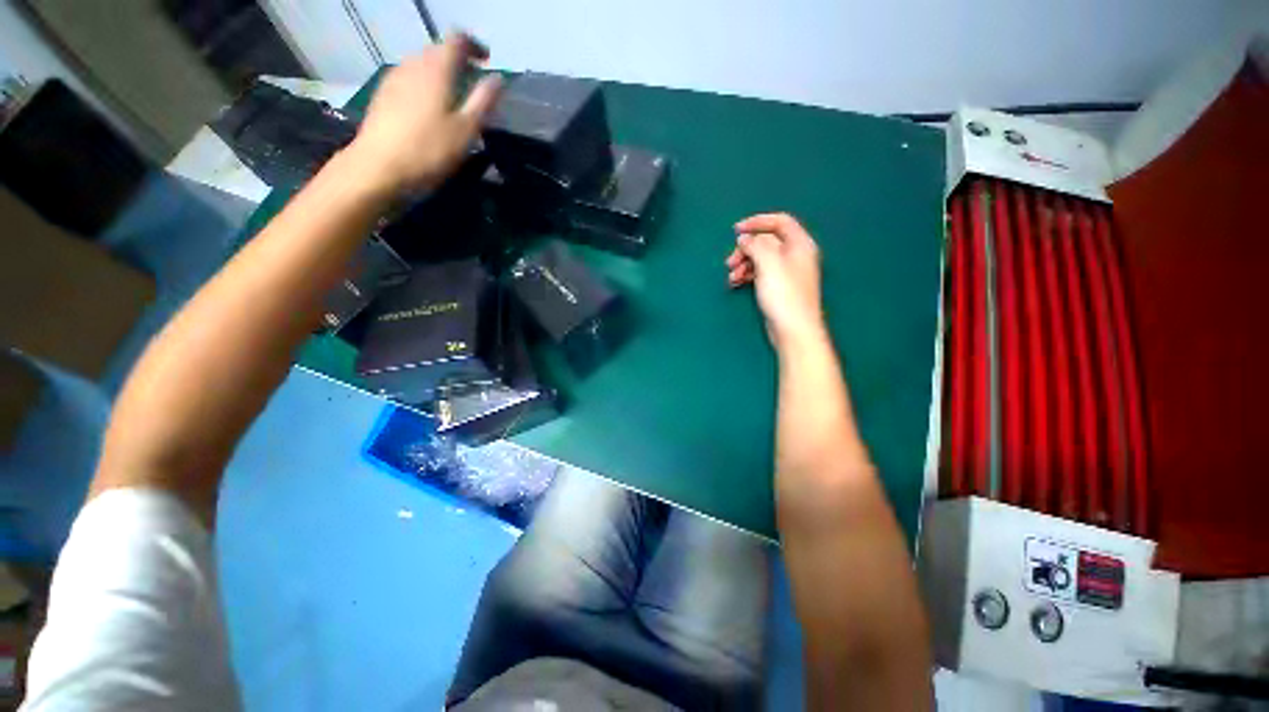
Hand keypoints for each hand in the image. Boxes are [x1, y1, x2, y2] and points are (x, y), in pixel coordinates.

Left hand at [348, 33, 502, 194]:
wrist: (379, 167)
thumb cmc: (430, 150)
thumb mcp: (467, 130)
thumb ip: (483, 101)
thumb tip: (498, 79)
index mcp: (437, 68)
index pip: (457, 39)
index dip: (474, 46)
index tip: (487, 61)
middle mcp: (413, 64)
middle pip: (438, 50)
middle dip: (457, 60)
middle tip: (472, 82)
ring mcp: (394, 78)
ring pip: (422, 64)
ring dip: (440, 73)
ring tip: (452, 96)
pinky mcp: (383, 95)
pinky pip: (409, 79)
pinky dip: (424, 85)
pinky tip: (429, 108)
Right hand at [727, 212, 826, 349]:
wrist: (793, 329)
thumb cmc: (783, 293)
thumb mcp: (768, 262)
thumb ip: (756, 245)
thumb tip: (745, 238)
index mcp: (800, 244)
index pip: (780, 221)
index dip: (757, 222)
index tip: (736, 230)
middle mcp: (795, 255)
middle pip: (767, 242)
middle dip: (746, 249)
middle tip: (730, 261)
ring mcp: (787, 273)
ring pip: (761, 259)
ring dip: (743, 264)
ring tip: (731, 276)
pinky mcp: (779, 287)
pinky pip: (760, 273)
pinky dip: (747, 275)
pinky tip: (736, 283)